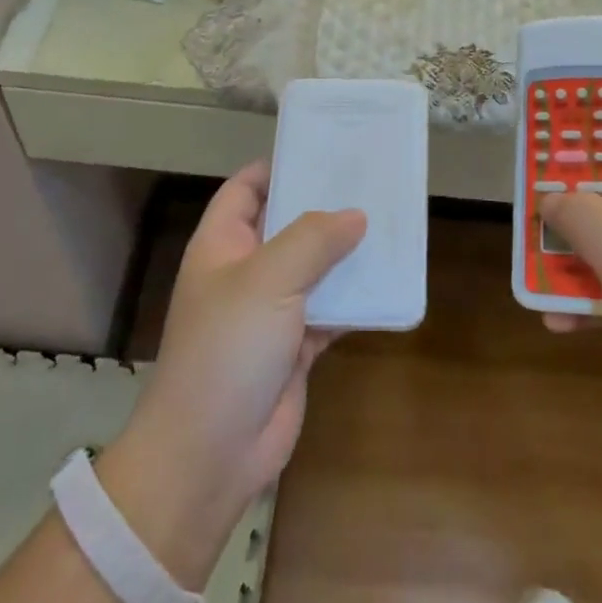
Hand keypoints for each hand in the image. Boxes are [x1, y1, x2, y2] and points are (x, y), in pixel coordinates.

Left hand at [97, 163, 364, 585]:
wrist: (210, 452)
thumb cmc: (227, 350)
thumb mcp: (267, 281)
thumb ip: (312, 240)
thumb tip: (355, 216)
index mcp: (223, 245)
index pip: (246, 189)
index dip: (278, 166)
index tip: (322, 150)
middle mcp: (246, 271)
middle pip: (288, 224)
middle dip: (325, 206)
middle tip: (372, 182)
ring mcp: (272, 311)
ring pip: (315, 268)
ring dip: (347, 253)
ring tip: (391, 223)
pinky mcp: (296, 345)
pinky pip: (331, 310)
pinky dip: (356, 299)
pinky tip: (390, 282)